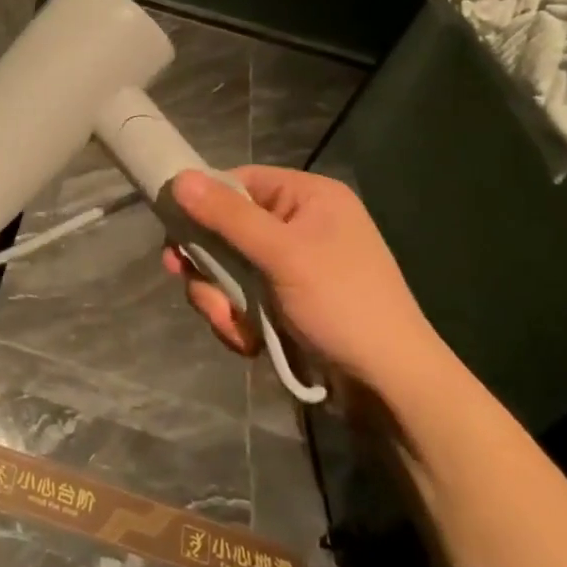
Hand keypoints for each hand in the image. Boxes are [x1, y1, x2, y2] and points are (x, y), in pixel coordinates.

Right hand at [162, 166, 450, 395]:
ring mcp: (293, 267)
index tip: (174, 229)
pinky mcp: (287, 304)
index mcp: (308, 198)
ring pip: (229, 269)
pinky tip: (249, 341)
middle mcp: (300, 225)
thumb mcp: (282, 254)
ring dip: (219, 297)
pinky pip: (242, 298)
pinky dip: (237, 319)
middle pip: (226, 228)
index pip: (239, 182)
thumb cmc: (342, 304)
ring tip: (231, 323)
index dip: (204, 202)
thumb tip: (178, 179)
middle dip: (208, 262)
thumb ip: (227, 216)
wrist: (392, 388)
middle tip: (183, 275)